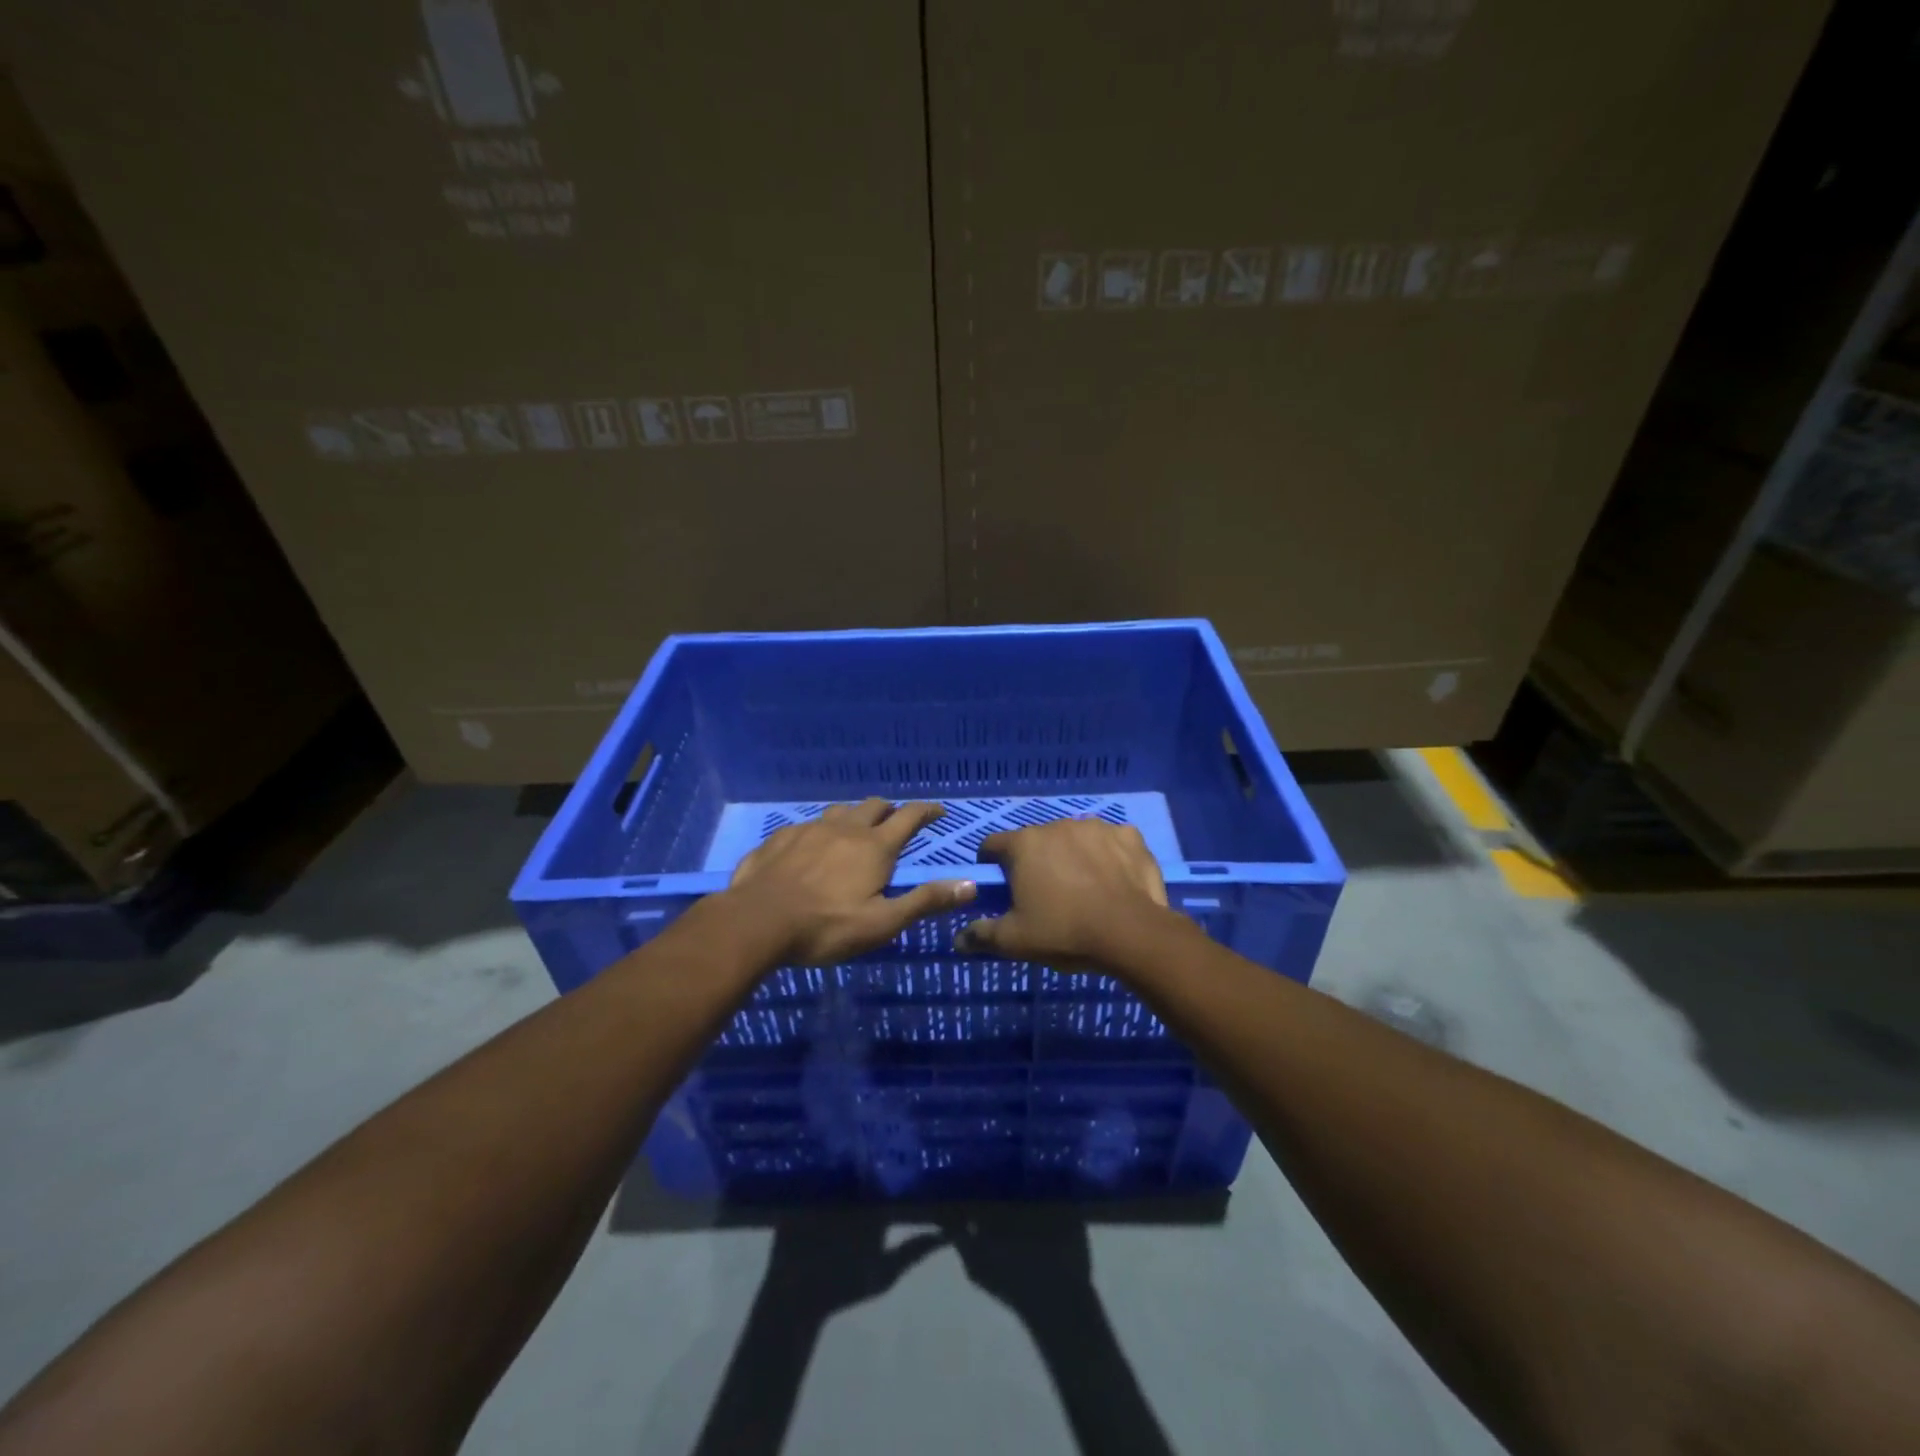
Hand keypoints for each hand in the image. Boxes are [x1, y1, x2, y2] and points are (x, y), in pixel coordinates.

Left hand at [726, 798, 974, 964]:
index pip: (909, 817)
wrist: (756, 922)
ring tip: (856, 830)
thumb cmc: (826, 927)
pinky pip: (808, 825)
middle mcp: (845, 829)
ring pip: (840, 811)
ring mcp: (810, 829)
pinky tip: (812, 847)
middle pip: (874, 806)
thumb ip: (925, 901)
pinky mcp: (781, 838)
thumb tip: (970, 884)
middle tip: (897, 822)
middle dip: (891, 810)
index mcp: (874, 847)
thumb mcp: (882, 923)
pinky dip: (821, 830)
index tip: (939, 811)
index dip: (927, 811)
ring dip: (855, 816)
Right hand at [956, 818, 1171, 965]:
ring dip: (1072, 856)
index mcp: (1023, 844)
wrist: (1132, 933)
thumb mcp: (1014, 941)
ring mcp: (1096, 827)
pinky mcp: (1129, 836)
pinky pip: (1111, 842)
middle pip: (1035, 841)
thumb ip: (982, 935)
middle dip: (1035, 862)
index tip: (1000, 887)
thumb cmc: (1064, 932)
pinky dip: (1108, 856)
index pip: (992, 845)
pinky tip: (1114, 880)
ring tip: (1083, 889)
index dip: (991, 865)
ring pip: (1074, 839)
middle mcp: (1056, 825)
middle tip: (1044, 896)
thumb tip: (958, 939)